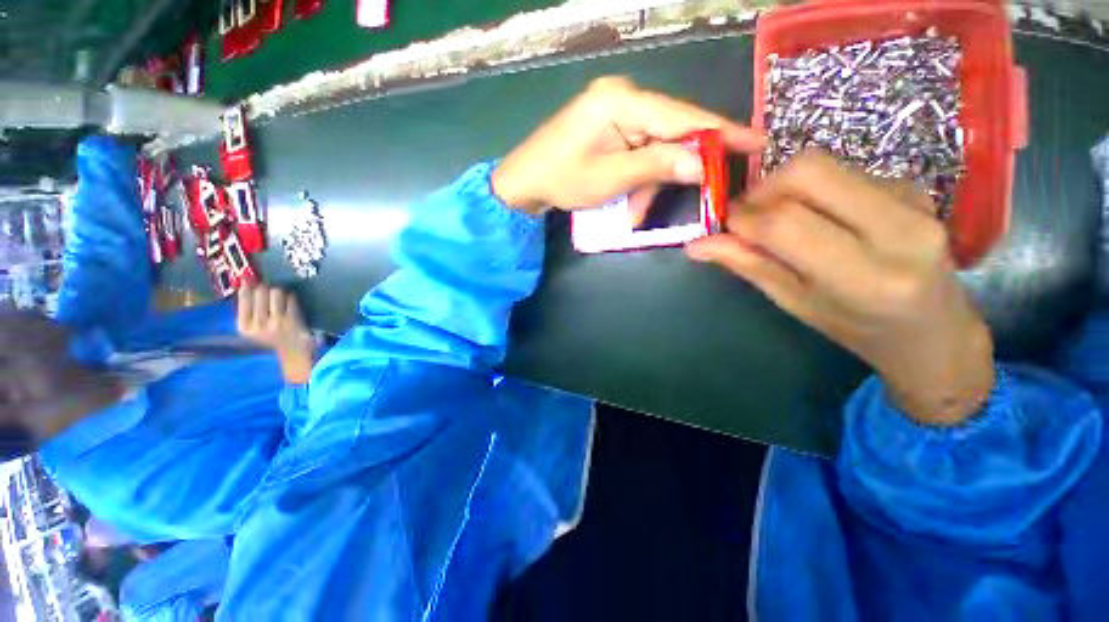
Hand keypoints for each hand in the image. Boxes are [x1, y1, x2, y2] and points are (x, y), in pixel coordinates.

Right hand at [237, 284, 315, 383]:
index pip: (244, 296)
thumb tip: (245, 280)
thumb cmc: (272, 337)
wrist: (294, 352)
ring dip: (281, 292)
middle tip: (271, 292)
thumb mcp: (252, 327)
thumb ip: (247, 307)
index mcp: (243, 326)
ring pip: (276, 292)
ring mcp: (276, 322)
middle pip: (261, 290)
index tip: (252, 281)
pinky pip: (291, 299)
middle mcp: (258, 324)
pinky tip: (291, 305)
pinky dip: (292, 298)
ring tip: (282, 299)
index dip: (249, 285)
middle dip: (267, 288)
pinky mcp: (293, 320)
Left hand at [492, 76, 763, 213]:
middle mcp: (623, 96)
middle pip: (670, 132)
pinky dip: (637, 179)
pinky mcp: (610, 128)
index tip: (755, 143)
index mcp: (622, 100)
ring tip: (634, 212)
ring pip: (653, 147)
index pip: (682, 116)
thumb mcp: (611, 178)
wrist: (524, 182)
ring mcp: (615, 111)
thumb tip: (701, 163)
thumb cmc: (562, 179)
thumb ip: (656, 167)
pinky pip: (637, 152)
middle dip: (674, 170)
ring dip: (649, 184)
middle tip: (691, 195)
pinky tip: (628, 202)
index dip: (720, 132)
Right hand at [686, 150, 994, 425]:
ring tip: (780, 219)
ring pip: (825, 165)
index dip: (742, 218)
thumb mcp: (795, 303)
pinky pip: (844, 170)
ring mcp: (913, 199)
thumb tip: (696, 245)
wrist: (936, 330)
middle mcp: (896, 228)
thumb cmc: (858, 330)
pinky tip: (815, 216)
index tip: (724, 226)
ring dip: (785, 188)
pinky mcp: (913, 186)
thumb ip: (749, 265)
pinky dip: (812, 189)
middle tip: (749, 215)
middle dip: (763, 188)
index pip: (785, 223)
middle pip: (808, 171)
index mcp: (864, 275)